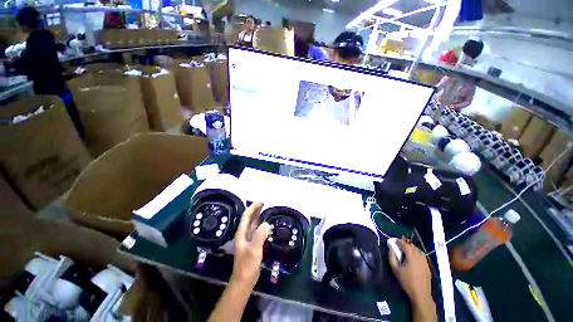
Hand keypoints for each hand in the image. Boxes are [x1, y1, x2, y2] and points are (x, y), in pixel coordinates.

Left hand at [231, 201, 271, 288]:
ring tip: (267, 211)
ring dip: (259, 217)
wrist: (244, 280)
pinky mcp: (253, 244)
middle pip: (250, 218)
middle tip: (265, 203)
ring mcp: (249, 239)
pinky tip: (268, 225)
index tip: (261, 201)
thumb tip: (267, 223)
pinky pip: (258, 231)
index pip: (246, 216)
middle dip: (256, 210)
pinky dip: (262, 226)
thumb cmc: (247, 264)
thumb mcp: (254, 249)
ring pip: (254, 224)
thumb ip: (260, 235)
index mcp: (242, 233)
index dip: (253, 207)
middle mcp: (244, 234)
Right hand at [388, 238, 432, 305]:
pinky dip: (416, 253)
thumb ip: (391, 257)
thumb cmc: (407, 281)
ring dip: (412, 248)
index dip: (399, 241)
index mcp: (412, 256)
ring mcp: (425, 261)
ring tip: (406, 250)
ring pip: (418, 250)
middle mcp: (420, 256)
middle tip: (399, 244)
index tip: (394, 241)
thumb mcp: (395, 269)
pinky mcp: (427, 266)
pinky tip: (413, 257)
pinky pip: (422, 256)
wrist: (421, 294)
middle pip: (412, 246)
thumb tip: (390, 249)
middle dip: (405, 243)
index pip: (405, 244)